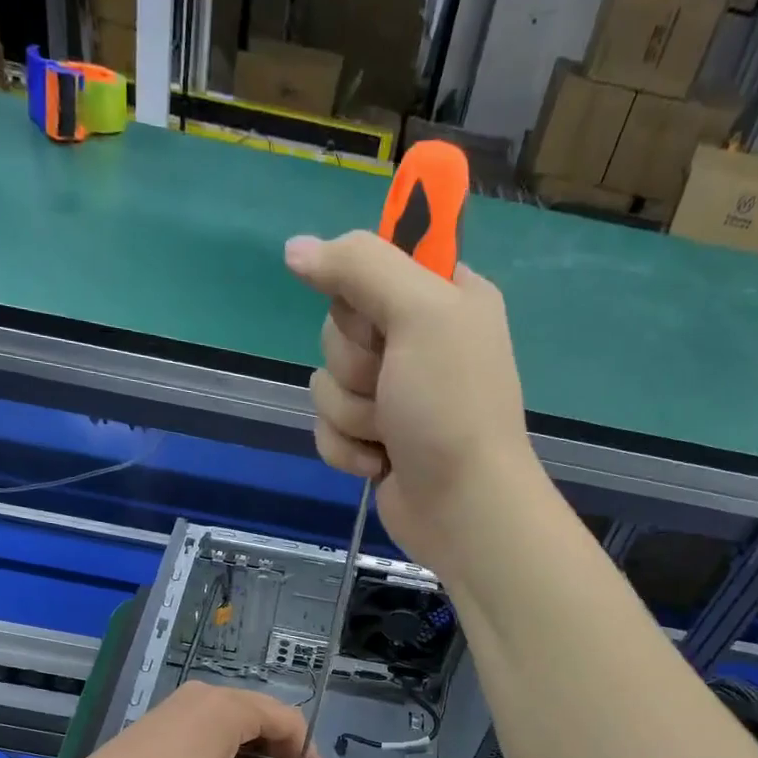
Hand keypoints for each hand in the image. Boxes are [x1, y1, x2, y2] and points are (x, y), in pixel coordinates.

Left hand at [68, 682, 330, 757]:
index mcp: (231, 706)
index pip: (288, 721)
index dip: (309, 756)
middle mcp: (211, 693)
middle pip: (266, 714)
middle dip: (287, 750)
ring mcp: (186, 701)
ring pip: (240, 718)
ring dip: (260, 747)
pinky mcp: (168, 715)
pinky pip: (214, 722)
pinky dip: (234, 744)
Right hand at [284, 231, 535, 571]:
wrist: (462, 508)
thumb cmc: (451, 407)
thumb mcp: (419, 315)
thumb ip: (359, 267)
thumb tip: (295, 249)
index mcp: (442, 296)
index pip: (371, 263)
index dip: (361, 293)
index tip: (379, 319)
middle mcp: (417, 340)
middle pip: (338, 326)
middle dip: (356, 365)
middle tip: (393, 385)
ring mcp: (393, 393)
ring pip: (326, 381)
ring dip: (352, 413)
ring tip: (391, 433)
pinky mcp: (371, 438)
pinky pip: (326, 426)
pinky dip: (346, 448)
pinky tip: (379, 463)